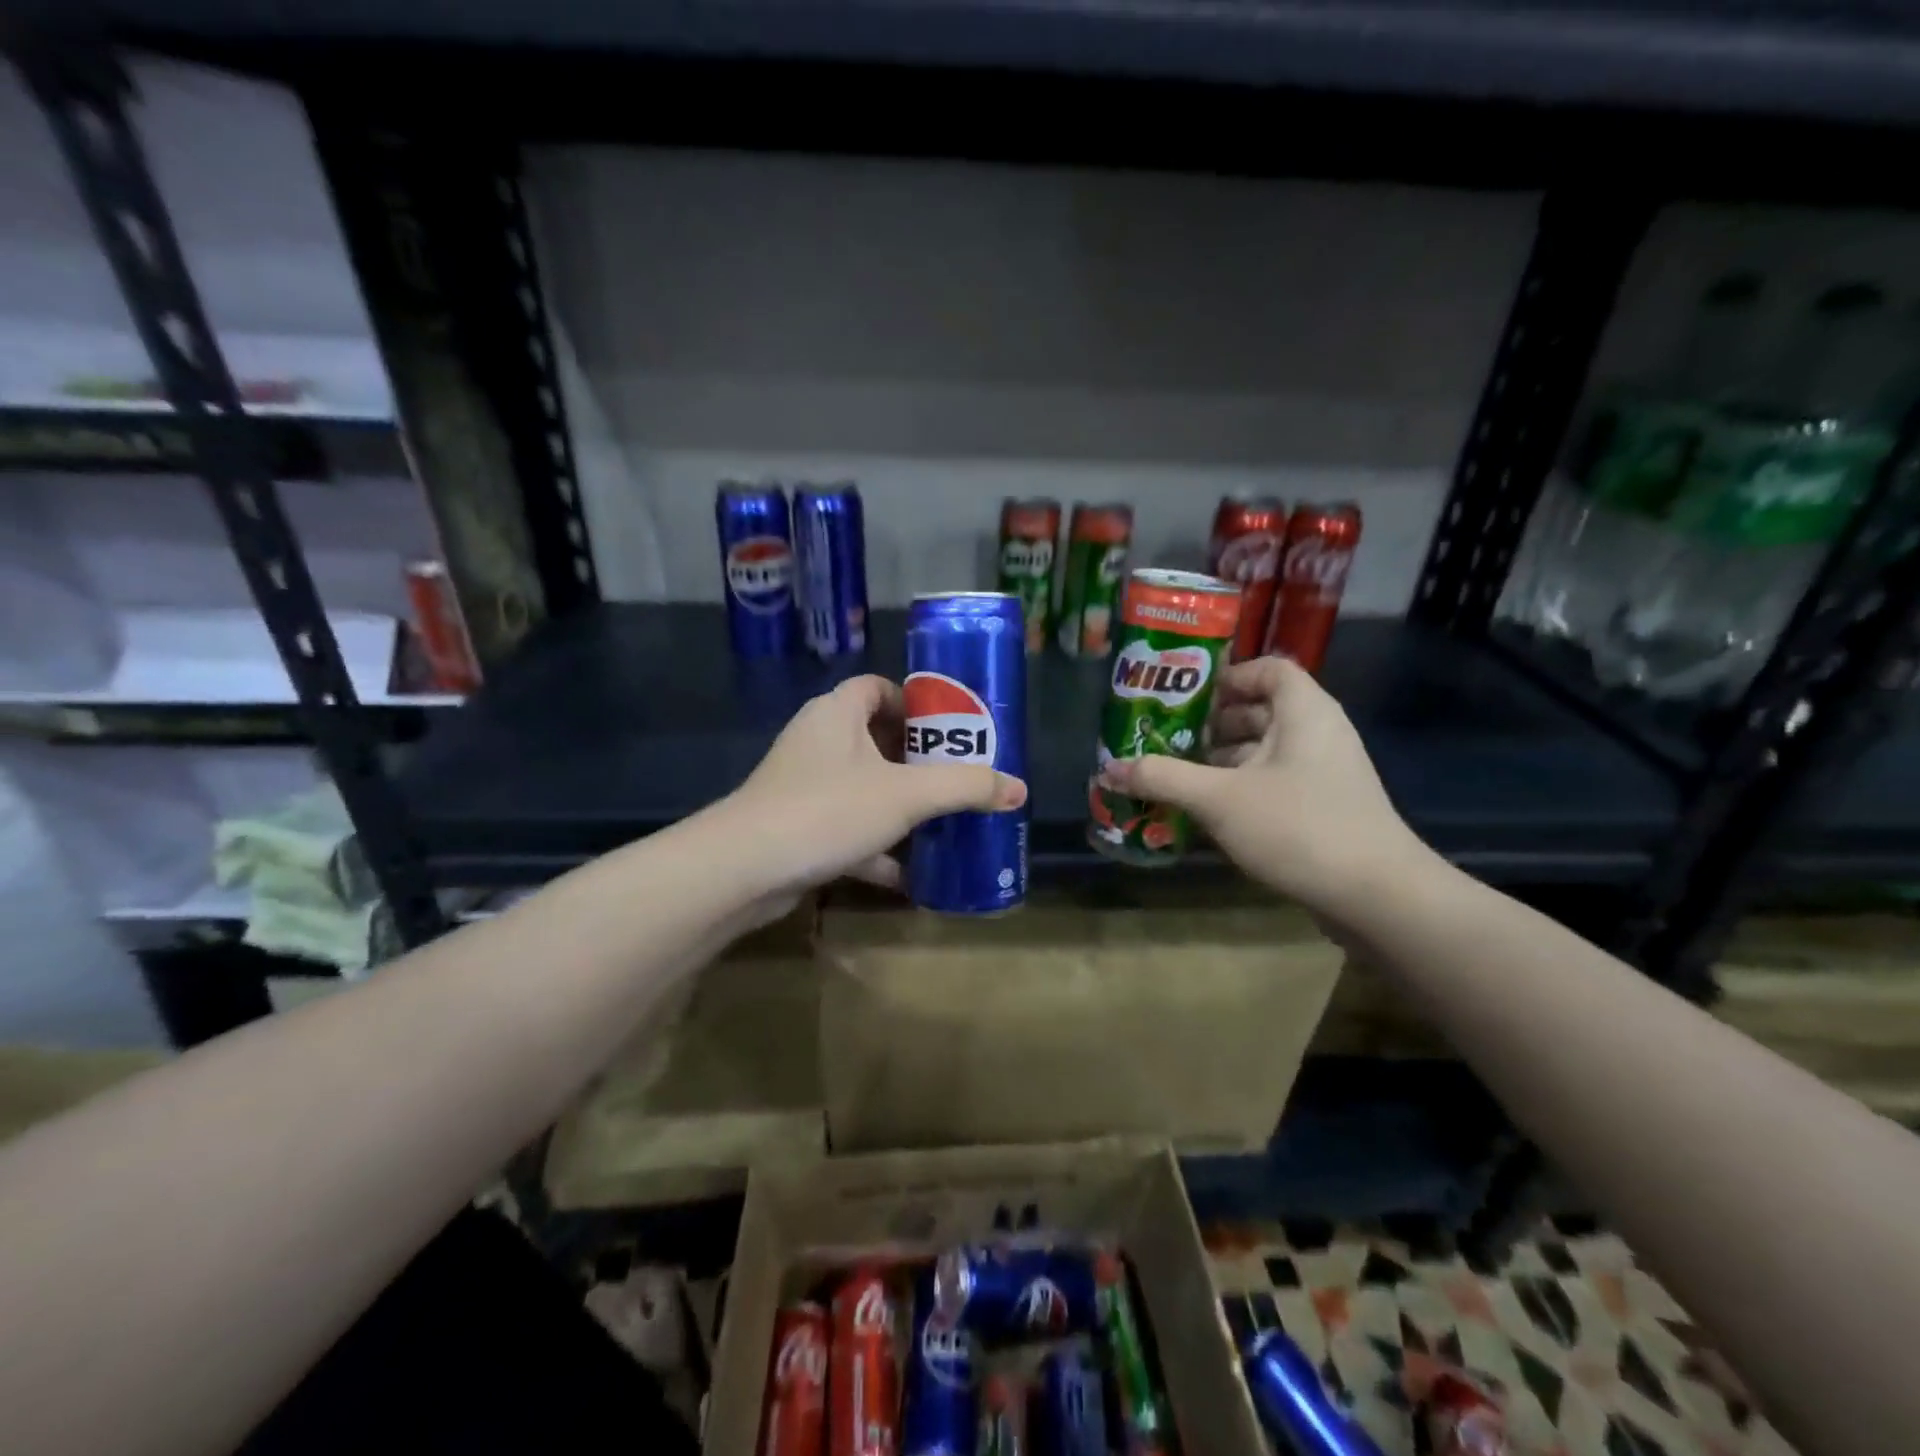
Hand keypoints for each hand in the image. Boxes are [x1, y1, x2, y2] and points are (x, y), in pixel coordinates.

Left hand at [722, 675, 1026, 904]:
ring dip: (898, 806)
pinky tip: (908, 875)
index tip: (948, 730)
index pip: (877, 687)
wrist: (744, 869)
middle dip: (915, 761)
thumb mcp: (907, 795)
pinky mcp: (796, 827)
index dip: (914, 703)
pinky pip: (846, 827)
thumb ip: (965, 787)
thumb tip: (1019, 788)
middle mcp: (817, 741)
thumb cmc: (828, 809)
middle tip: (955, 778)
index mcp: (836, 713)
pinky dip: (875, 848)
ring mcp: (802, 786)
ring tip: (941, 822)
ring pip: (861, 786)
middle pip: (874, 738)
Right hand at [1097, 656, 1423, 917]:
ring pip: (1265, 750)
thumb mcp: (1219, 799)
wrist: (1376, 896)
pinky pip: (1275, 781)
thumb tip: (1109, 769)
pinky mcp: (1324, 807)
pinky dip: (1241, 787)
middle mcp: (1318, 733)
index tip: (1185, 699)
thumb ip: (1162, 778)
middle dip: (1212, 724)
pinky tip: (1207, 810)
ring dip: (1222, 759)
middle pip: (1261, 710)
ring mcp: (1324, 772)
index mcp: (1304, 711)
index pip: (1268, 669)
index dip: (1227, 676)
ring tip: (1176, 775)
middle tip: (1166, 738)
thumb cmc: (1297, 826)